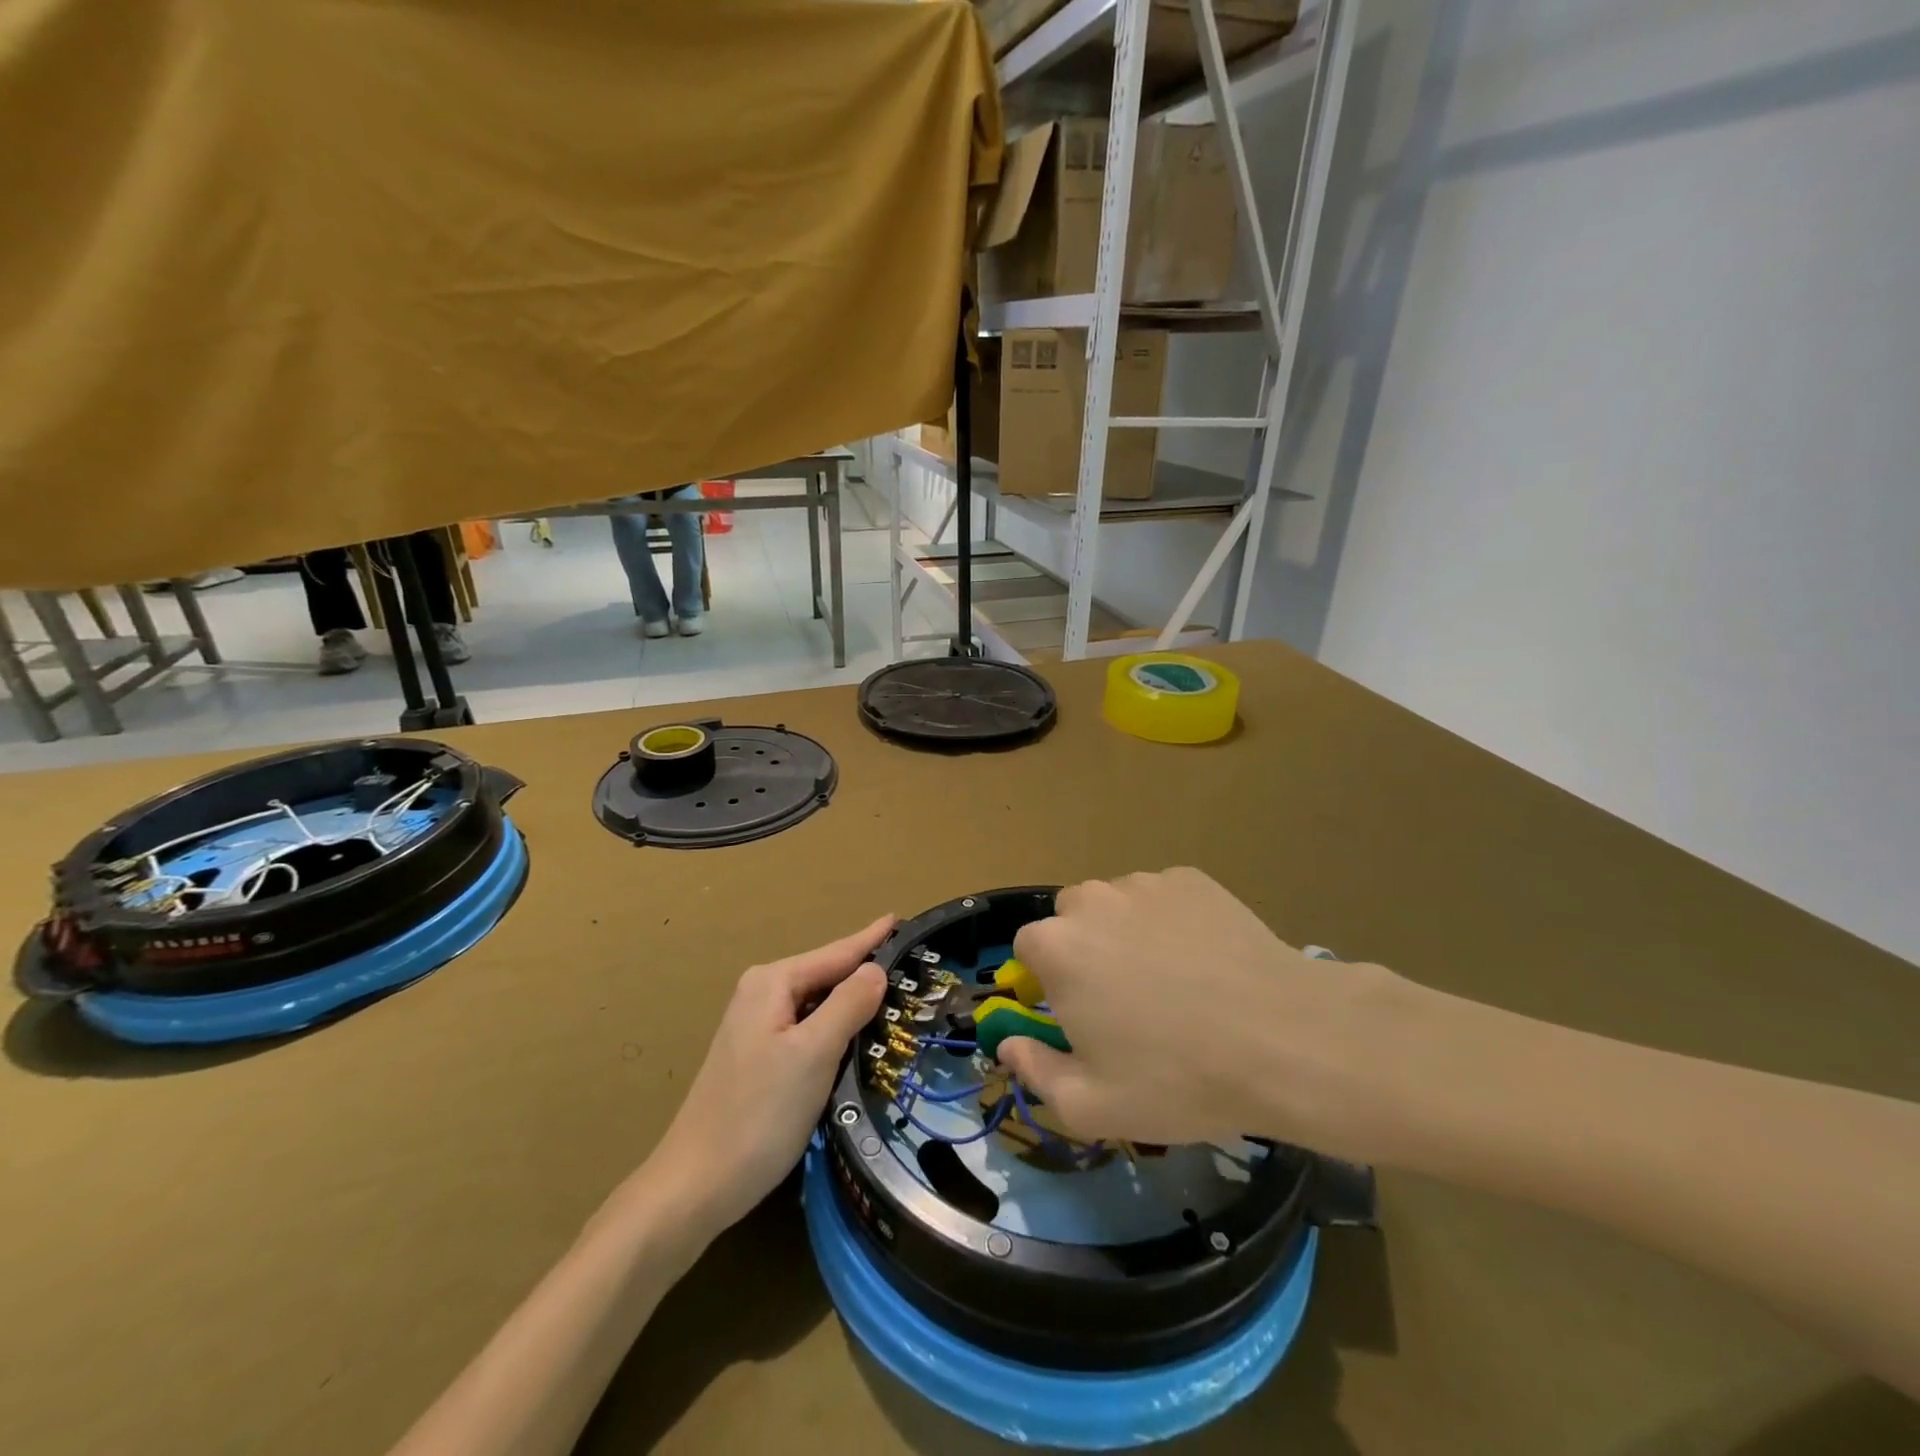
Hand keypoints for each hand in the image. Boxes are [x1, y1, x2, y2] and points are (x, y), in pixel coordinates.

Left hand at [642, 916, 891, 1233]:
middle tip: (912, 965)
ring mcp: (757, 1027)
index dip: (871, 939)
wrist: (695, 1186)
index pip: (836, 953)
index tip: (902, 919)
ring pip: (818, 1004)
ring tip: (896, 994)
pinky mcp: (759, 1057)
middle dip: (865, 971)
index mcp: (772, 982)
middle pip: (827, 975)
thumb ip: (848, 1004)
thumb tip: (876, 969)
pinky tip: (857, 1036)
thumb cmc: (759, 1114)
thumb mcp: (813, 1054)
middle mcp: (761, 994)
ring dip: (853, 1002)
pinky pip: (808, 1028)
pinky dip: (836, 1027)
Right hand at [1000, 869, 1403, 1153]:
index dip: (1050, 983)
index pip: (1029, 950)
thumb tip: (1009, 1044)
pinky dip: (1172, 922)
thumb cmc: (1177, 1078)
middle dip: (1086, 952)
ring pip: (1117, 905)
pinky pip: (1163, 899)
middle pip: (1071, 920)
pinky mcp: (1191, 879)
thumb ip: (1035, 1072)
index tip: (1081, 1015)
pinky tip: (1207, 961)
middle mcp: (1091, 900)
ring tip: (1175, 981)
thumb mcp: (1093, 1105)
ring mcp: (1144, 883)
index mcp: (1056, 946)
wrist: (1284, 1038)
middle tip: (1127, 1001)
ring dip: (1127, 934)